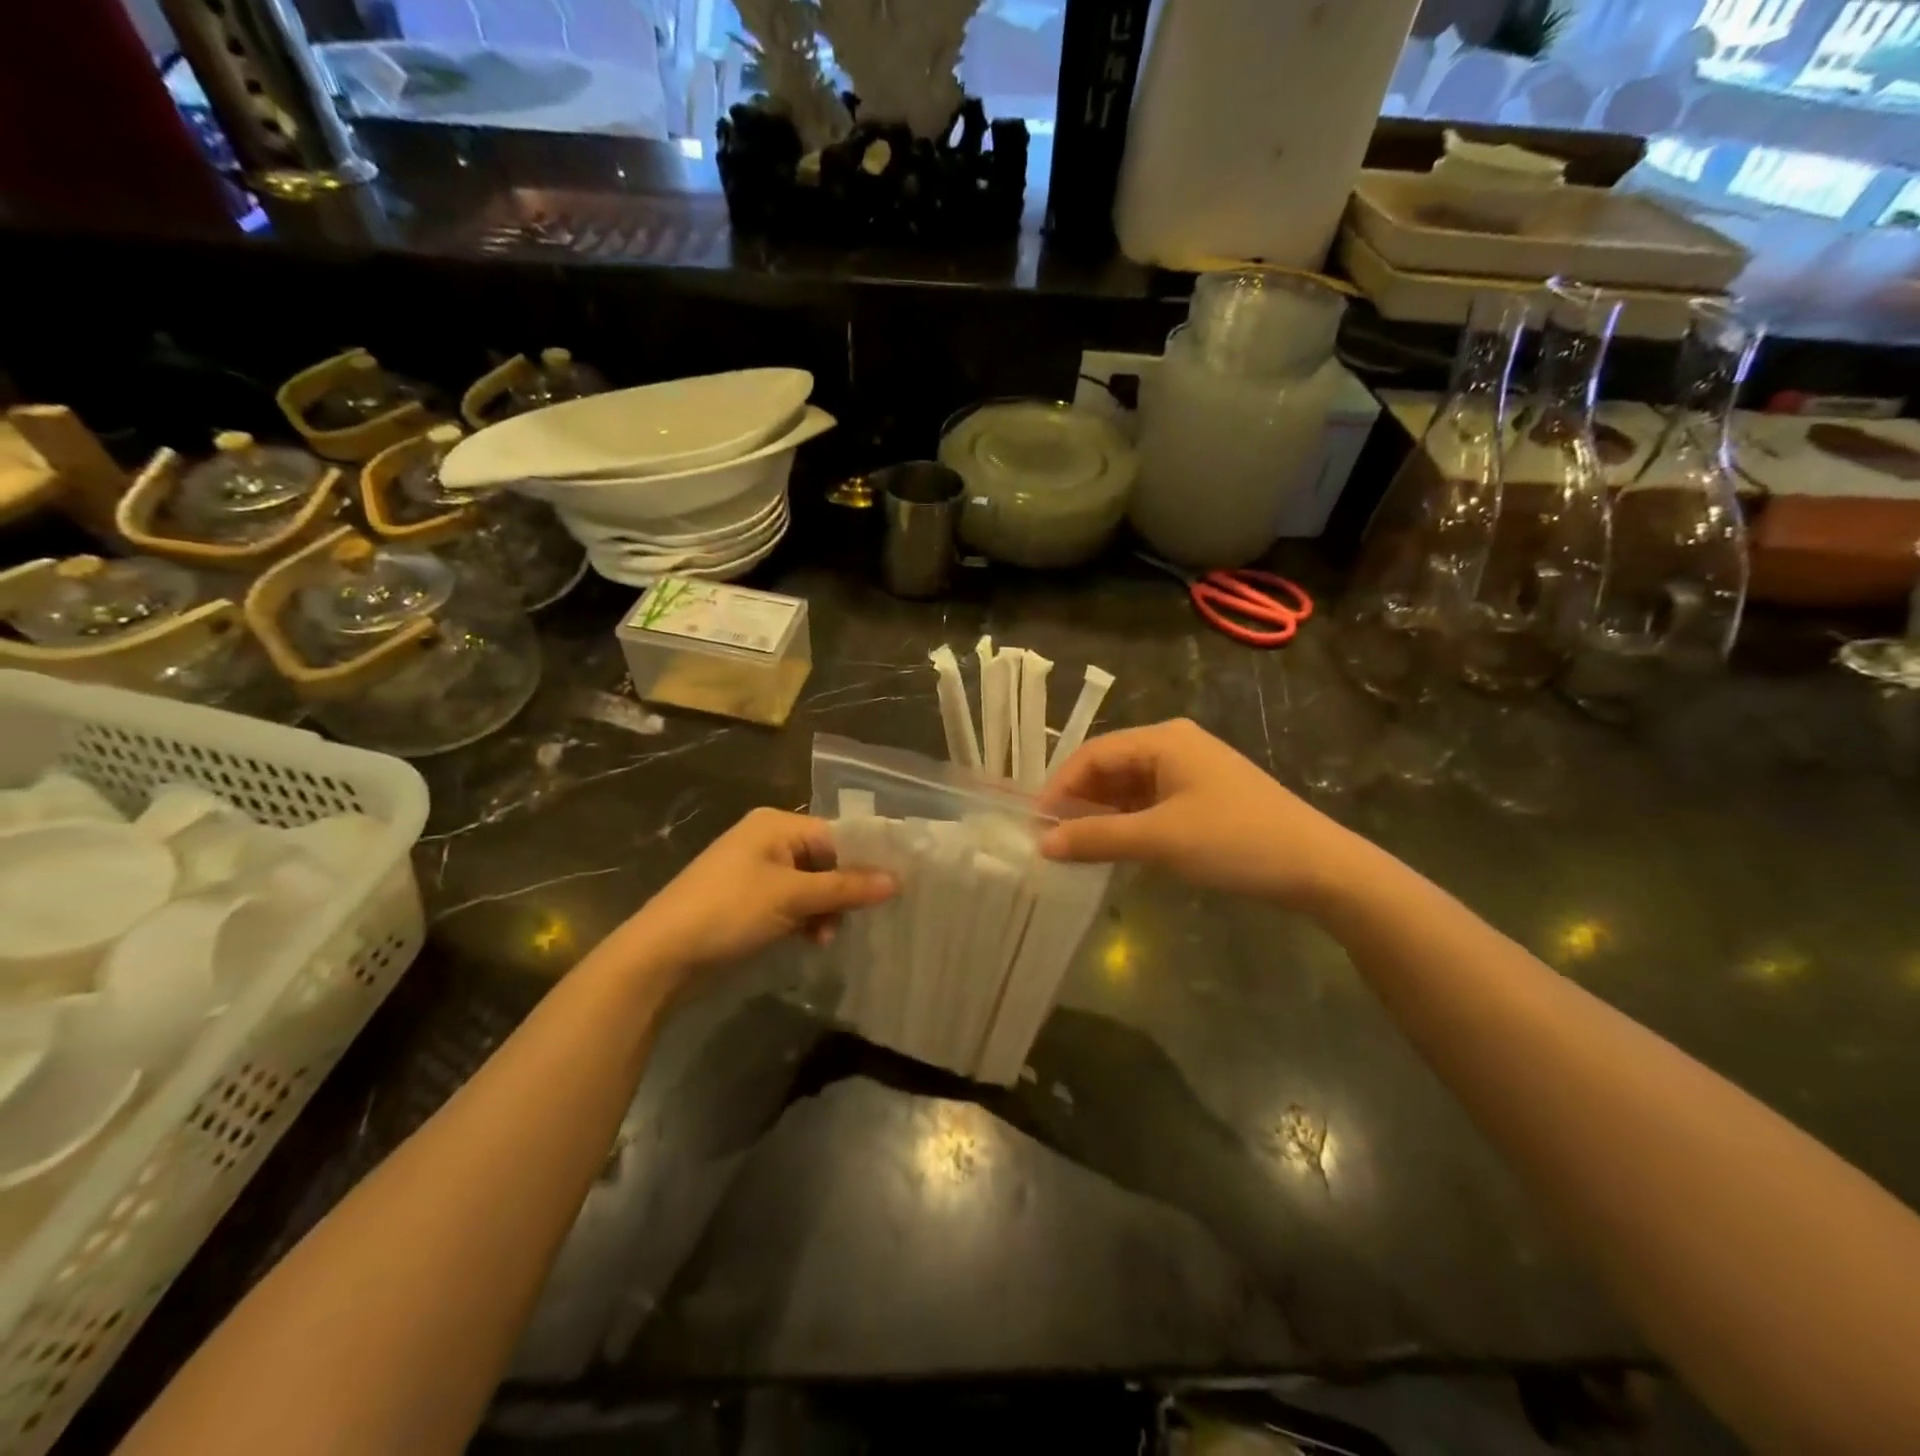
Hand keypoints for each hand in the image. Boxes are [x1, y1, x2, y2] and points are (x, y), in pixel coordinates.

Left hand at [624, 808, 894, 972]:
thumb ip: (845, 888)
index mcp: (776, 825)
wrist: (660, 957)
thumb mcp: (791, 897)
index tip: (897, 885)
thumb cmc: (727, 911)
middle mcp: (768, 841)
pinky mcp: (749, 902)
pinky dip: (806, 919)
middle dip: (845, 890)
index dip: (866, 859)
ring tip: (828, 936)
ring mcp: (756, 873)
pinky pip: (792, 903)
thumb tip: (897, 880)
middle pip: (826, 860)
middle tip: (864, 917)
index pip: (837, 834)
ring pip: (811, 885)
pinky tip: (813, 941)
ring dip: (826, 910)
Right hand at [1039, 719, 1367, 912]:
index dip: (1059, 787)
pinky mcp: (1202, 796)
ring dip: (1101, 814)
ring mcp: (1191, 771)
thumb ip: (1096, 838)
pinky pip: (1149, 802)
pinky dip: (1126, 822)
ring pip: (1128, 787)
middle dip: (1078, 801)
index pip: (1093, 754)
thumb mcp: (1159, 840)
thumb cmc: (1234, 841)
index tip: (1035, 824)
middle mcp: (1174, 745)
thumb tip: (1042, 844)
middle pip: (1109, 767)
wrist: (1317, 867)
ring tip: (1074, 846)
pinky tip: (1113, 846)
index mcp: (1163, 739)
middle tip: (1050, 838)